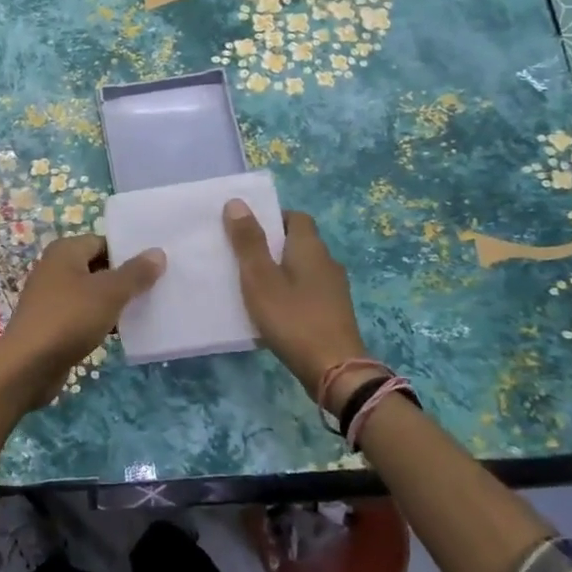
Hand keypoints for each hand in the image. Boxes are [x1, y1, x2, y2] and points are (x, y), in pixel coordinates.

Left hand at [0, 235, 165, 410]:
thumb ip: (135, 273)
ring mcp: (52, 297)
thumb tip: (158, 252)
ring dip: (115, 302)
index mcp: (65, 251)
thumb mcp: (109, 293)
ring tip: (147, 309)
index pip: (104, 242)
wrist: (27, 366)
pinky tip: (124, 331)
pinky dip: (102, 319)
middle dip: (125, 278)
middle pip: (99, 266)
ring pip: (92, 293)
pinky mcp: (53, 323)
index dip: (129, 252)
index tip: (157, 267)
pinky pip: (84, 314)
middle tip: (158, 288)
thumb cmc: (69, 319)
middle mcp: (55, 268)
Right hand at [223, 200, 369, 403]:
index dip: (272, 218)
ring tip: (253, 284)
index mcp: (310, 247)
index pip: (296, 217)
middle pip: (299, 242)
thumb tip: (237, 202)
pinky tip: (273, 310)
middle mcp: (327, 262)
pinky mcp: (334, 313)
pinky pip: (308, 291)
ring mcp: (335, 289)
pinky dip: (291, 293)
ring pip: (304, 269)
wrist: (334, 369)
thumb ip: (248, 241)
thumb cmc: (292, 318)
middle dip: (273, 245)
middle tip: (243, 257)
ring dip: (282, 271)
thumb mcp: (260, 278)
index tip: (248, 230)